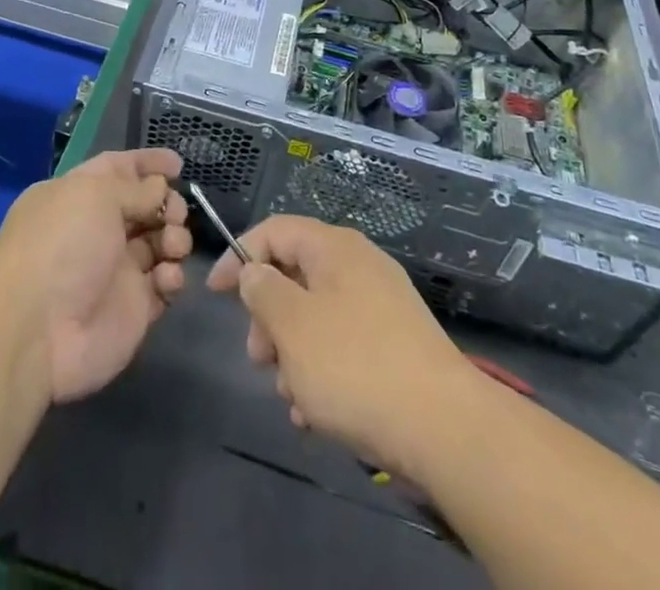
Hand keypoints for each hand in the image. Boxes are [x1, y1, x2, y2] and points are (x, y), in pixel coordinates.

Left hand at [0, 148, 190, 403]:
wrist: (38, 333)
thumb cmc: (62, 246)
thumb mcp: (96, 197)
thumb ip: (136, 189)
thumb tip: (159, 190)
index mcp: (78, 196)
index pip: (117, 169)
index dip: (147, 164)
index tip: (178, 164)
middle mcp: (97, 229)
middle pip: (144, 206)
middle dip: (167, 203)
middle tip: (175, 213)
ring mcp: (116, 270)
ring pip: (159, 242)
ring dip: (175, 238)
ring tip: (173, 246)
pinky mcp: (133, 308)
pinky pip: (164, 284)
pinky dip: (172, 277)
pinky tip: (166, 278)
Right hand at [207, 216, 485, 480]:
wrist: (444, 428)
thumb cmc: (355, 366)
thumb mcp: (292, 325)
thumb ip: (263, 291)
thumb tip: (256, 272)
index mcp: (334, 247)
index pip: (274, 231)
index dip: (239, 256)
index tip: (215, 294)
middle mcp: (359, 265)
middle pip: (295, 275)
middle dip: (268, 317)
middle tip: (258, 359)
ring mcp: (382, 305)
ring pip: (317, 316)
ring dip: (293, 352)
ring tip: (291, 398)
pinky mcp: (396, 345)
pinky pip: (343, 345)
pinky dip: (322, 371)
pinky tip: (315, 414)